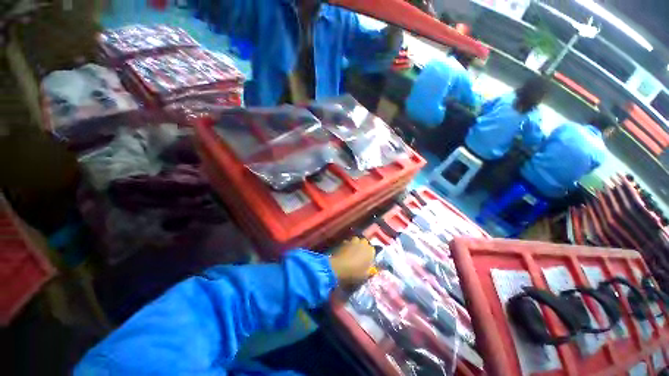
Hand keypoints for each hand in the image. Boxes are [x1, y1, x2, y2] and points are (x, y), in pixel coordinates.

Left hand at [330, 237, 374, 285]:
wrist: (340, 267)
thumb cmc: (355, 272)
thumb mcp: (365, 275)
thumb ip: (369, 270)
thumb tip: (370, 269)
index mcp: (370, 251)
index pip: (372, 250)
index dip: (369, 254)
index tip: (367, 259)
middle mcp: (363, 243)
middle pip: (364, 242)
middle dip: (363, 246)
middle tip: (360, 254)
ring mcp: (353, 241)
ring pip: (356, 240)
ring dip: (355, 244)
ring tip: (352, 251)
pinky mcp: (344, 241)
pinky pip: (348, 242)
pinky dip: (347, 246)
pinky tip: (345, 252)